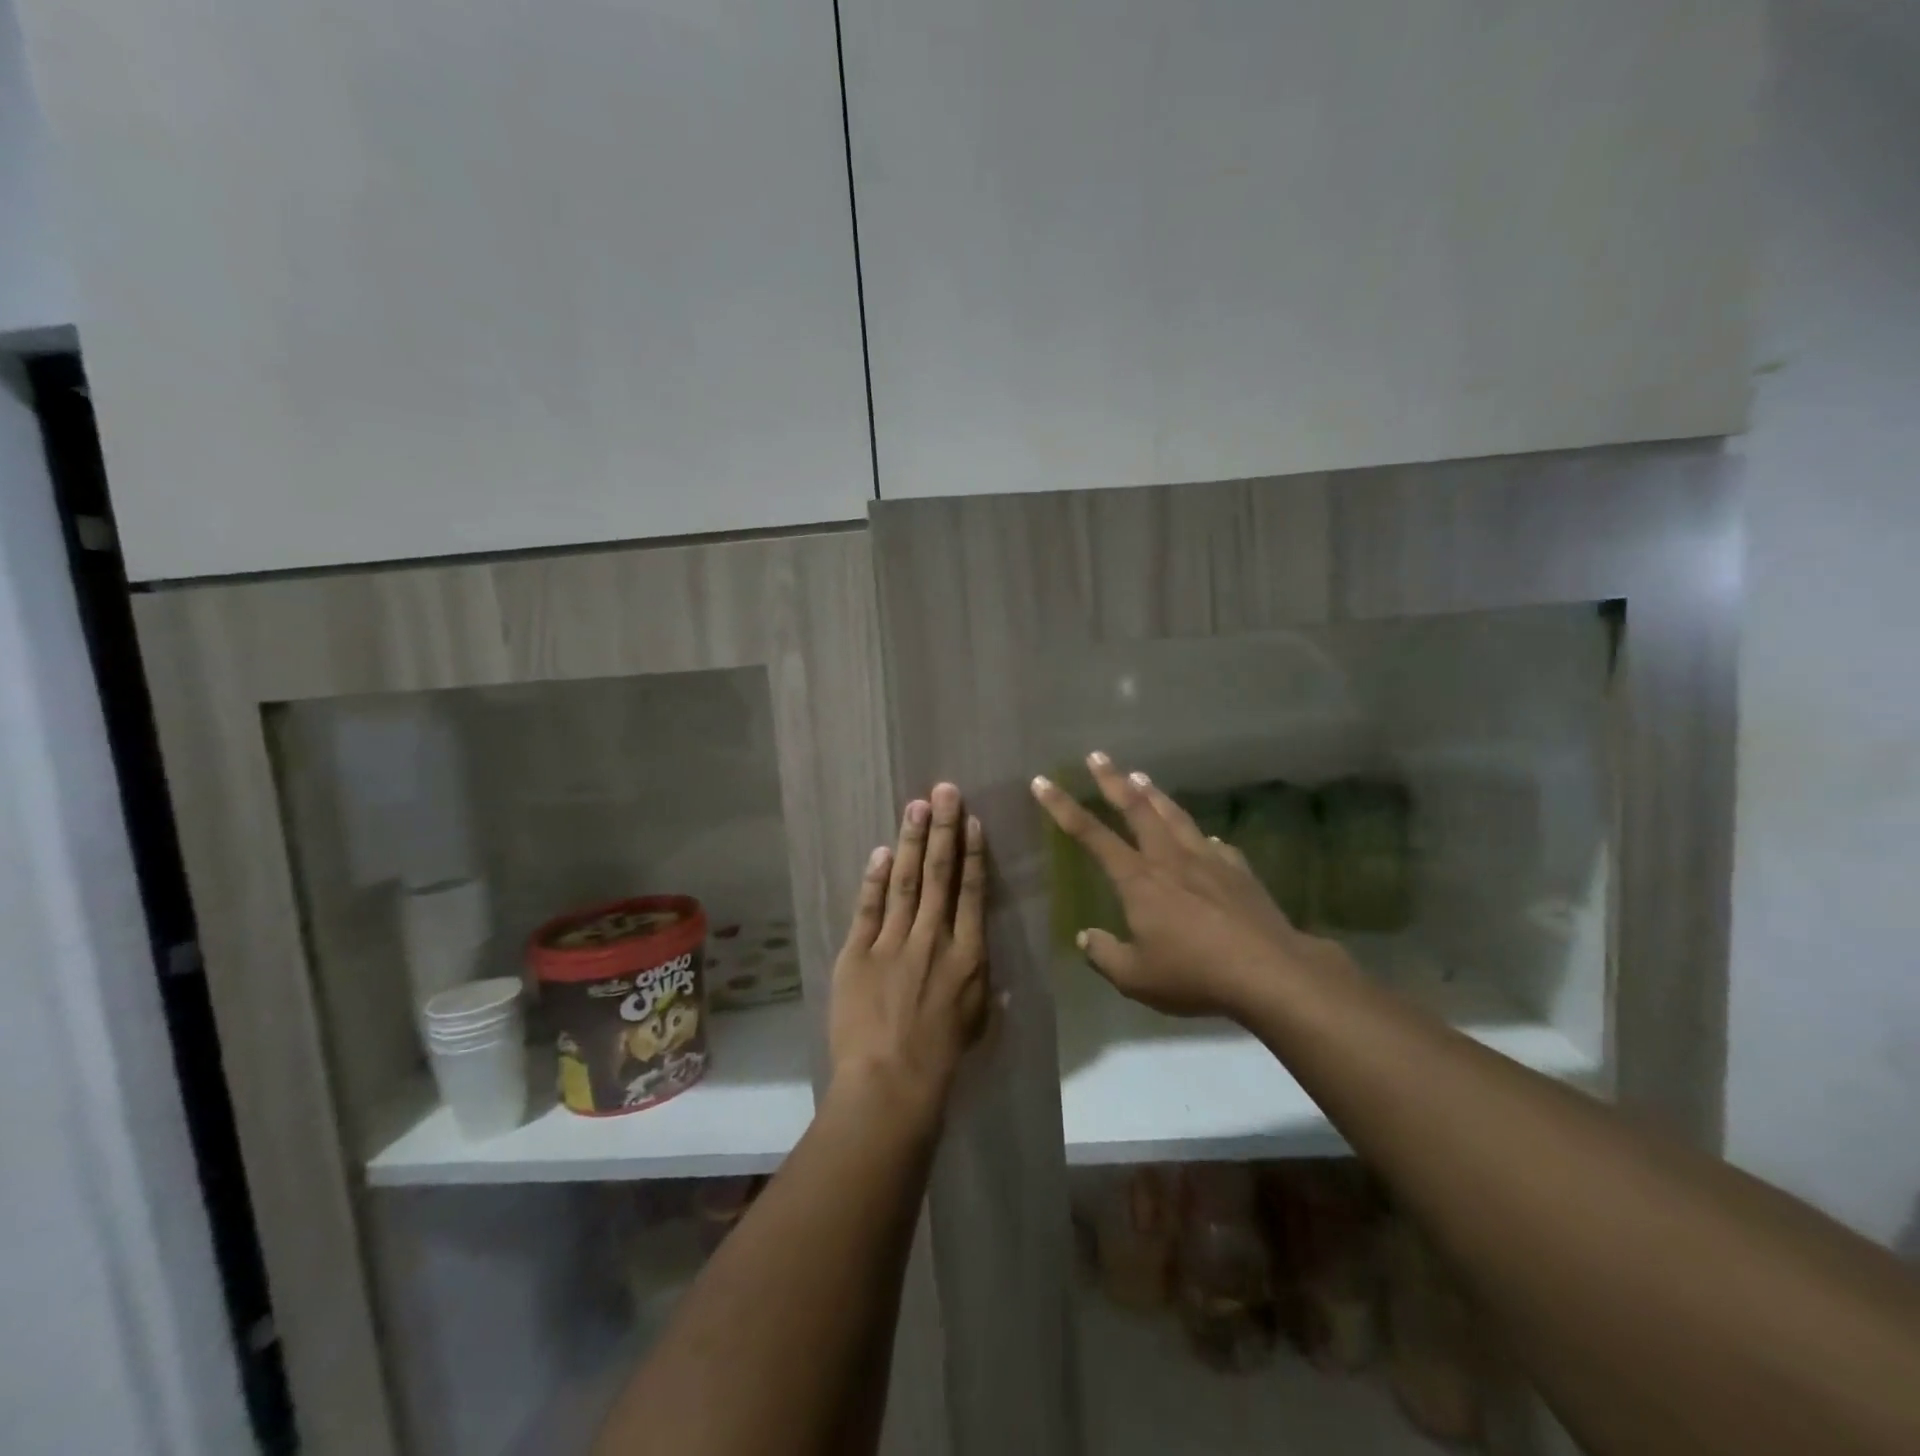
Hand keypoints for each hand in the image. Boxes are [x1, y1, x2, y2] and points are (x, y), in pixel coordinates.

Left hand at [828, 783, 990, 1123]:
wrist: (891, 1083)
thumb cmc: (942, 1058)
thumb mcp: (977, 1023)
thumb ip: (985, 989)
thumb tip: (996, 972)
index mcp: (968, 955)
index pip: (971, 893)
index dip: (972, 853)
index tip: (972, 821)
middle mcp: (934, 939)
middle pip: (940, 875)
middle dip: (943, 829)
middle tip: (944, 791)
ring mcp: (894, 943)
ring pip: (907, 882)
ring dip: (912, 842)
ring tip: (917, 806)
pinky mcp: (858, 953)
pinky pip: (869, 909)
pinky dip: (875, 879)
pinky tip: (881, 852)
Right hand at [1031, 752, 1350, 1017]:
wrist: (1269, 972)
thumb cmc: (1194, 974)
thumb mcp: (1136, 978)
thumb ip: (1105, 955)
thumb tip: (1086, 937)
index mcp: (1138, 880)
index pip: (1091, 835)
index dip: (1063, 807)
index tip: (1043, 782)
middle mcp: (1169, 859)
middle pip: (1137, 809)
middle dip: (1113, 780)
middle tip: (1098, 756)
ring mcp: (1208, 860)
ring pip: (1175, 816)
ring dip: (1155, 794)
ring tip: (1141, 776)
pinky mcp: (1238, 871)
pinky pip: (1214, 844)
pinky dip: (1200, 835)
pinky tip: (1204, 836)